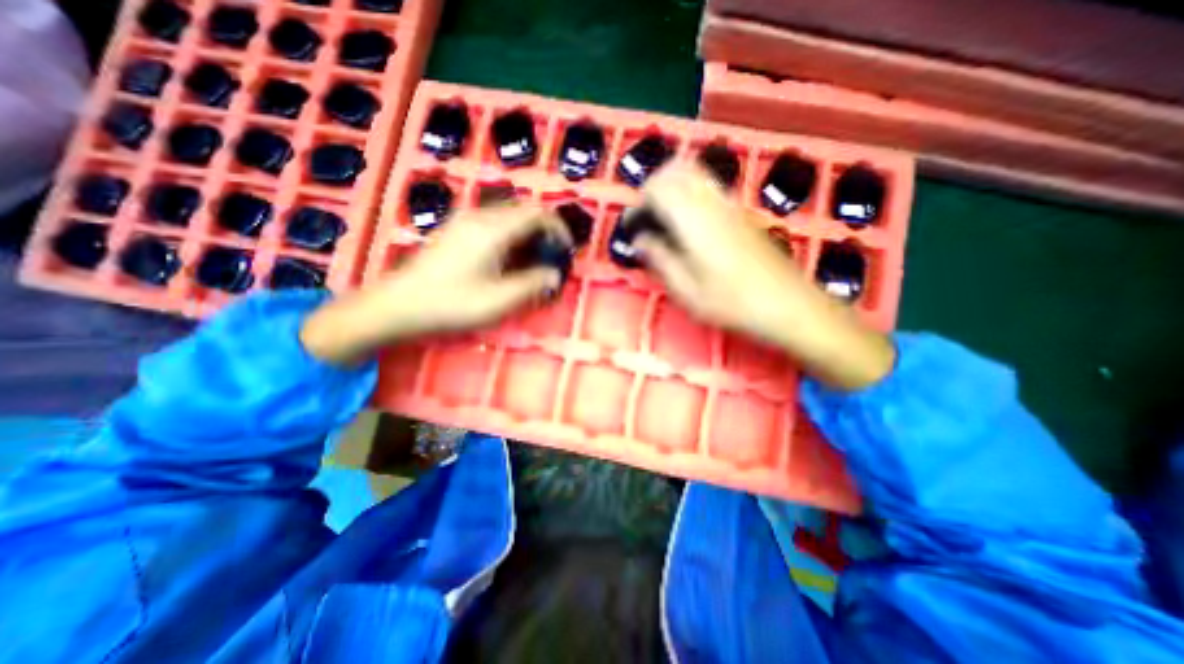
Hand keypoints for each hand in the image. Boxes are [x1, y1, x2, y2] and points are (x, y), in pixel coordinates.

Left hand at [301, 204, 568, 364]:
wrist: (400, 305)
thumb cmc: (451, 304)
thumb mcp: (498, 301)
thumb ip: (532, 285)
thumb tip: (555, 275)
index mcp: (492, 230)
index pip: (537, 213)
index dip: (559, 228)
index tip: (566, 250)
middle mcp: (480, 217)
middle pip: (524, 210)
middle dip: (545, 231)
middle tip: (551, 257)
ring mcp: (465, 220)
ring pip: (509, 216)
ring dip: (528, 233)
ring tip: (532, 261)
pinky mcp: (456, 229)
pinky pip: (493, 223)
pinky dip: (511, 235)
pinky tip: (507, 259)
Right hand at [632, 163, 891, 391]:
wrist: (787, 304)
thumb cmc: (732, 302)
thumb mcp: (686, 290)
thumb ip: (659, 259)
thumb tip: (640, 239)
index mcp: (693, 219)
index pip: (657, 188)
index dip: (638, 204)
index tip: (633, 228)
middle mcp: (711, 201)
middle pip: (675, 170)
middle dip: (652, 188)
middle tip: (646, 218)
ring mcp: (729, 203)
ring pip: (694, 172)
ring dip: (671, 187)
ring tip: (663, 218)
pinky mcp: (740, 211)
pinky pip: (708, 185)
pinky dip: (689, 192)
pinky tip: (688, 222)